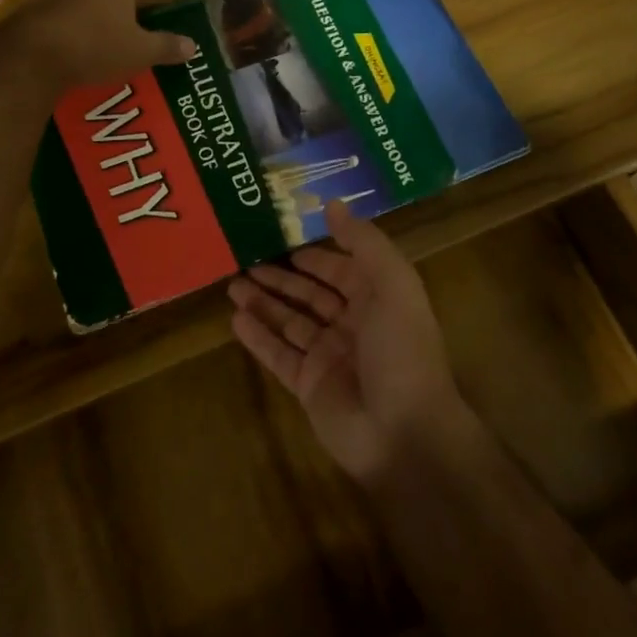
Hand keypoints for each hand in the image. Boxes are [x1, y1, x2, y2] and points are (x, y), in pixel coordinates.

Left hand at [7, 0, 196, 90]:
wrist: (31, 56)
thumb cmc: (96, 46)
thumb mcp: (141, 52)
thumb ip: (168, 46)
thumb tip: (192, 45)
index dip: (161, 14)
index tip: (165, 36)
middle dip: (131, 21)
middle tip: (142, 48)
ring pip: (94, 9)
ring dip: (103, 28)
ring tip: (113, 57)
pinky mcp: (38, 10)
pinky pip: (69, 22)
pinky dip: (78, 37)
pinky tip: (81, 59)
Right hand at [229, 200, 473, 483]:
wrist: (404, 432)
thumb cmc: (401, 350)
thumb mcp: (393, 285)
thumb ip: (364, 243)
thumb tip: (333, 204)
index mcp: (378, 300)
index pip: (341, 270)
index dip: (316, 256)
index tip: (284, 236)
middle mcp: (353, 325)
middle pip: (311, 295)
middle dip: (281, 278)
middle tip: (246, 258)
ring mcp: (329, 357)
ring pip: (290, 322)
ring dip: (263, 303)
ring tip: (232, 284)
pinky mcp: (308, 385)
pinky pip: (277, 355)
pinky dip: (257, 336)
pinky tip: (235, 319)